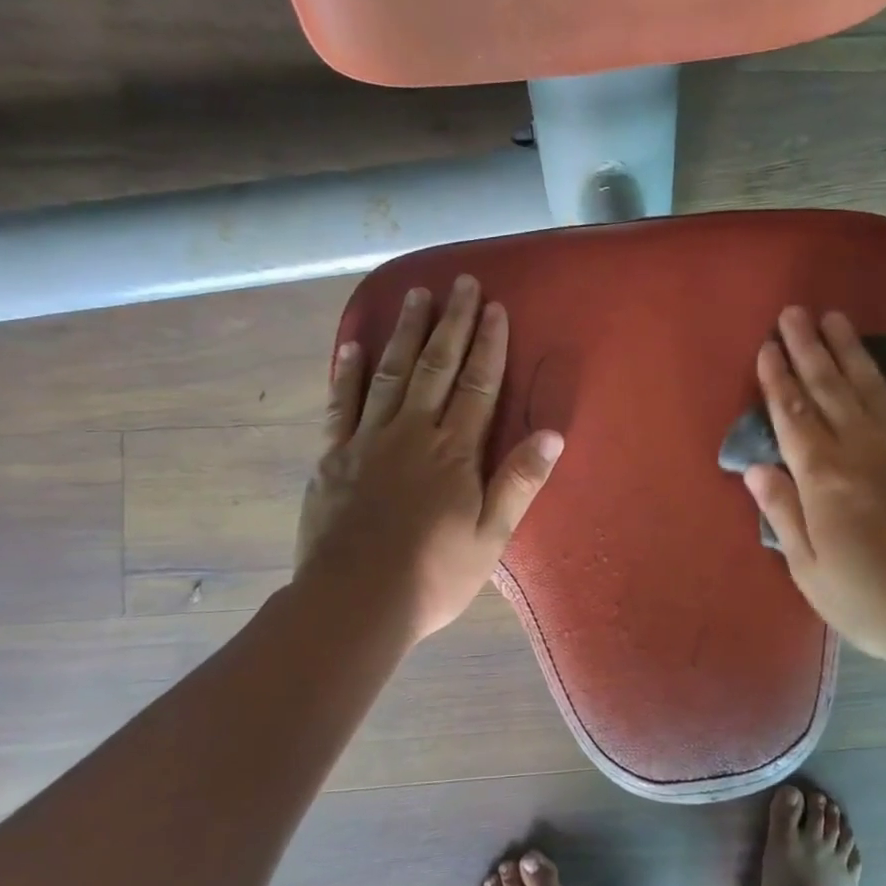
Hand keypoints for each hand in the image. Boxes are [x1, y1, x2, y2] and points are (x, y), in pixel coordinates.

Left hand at [295, 275, 563, 644]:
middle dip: (451, 322)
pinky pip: (341, 403)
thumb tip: (552, 434)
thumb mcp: (490, 537)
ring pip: (390, 373)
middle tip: (460, 282)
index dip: (488, 345)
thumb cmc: (434, 575)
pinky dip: (347, 371)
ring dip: (405, 331)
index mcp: (454, 452)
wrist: (353, 603)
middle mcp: (411, 433)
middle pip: (435, 366)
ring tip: (415, 294)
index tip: (494, 307)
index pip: (476, 386)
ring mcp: (367, 440)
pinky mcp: (333, 456)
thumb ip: (518, 482)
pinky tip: (353, 344)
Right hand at [742, 306, 885, 672]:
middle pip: (828, 388)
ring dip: (851, 350)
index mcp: (823, 477)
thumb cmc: (871, 599)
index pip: (792, 415)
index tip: (766, 348)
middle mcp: (861, 448)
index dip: (777, 380)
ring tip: (835, 318)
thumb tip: (757, 468)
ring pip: (872, 385)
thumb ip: (783, 512)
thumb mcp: (810, 569)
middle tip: (793, 313)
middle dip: (807, 349)